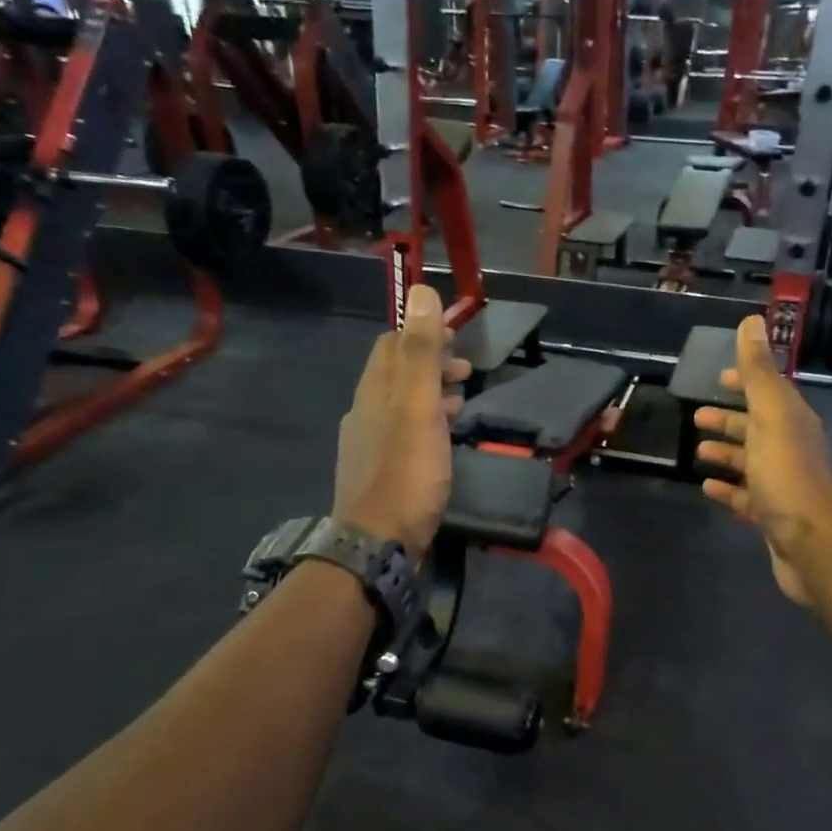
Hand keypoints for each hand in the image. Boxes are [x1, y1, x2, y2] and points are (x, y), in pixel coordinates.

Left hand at [333, 285, 470, 553]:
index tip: (457, 337)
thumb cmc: (406, 472)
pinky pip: (402, 433)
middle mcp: (364, 411)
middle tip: (467, 371)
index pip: (392, 344)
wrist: (378, 542)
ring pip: (400, 405)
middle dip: (430, 363)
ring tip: (462, 399)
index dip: (423, 332)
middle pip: (395, 373)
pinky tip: (442, 440)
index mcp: (374, 391)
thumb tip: (419, 289)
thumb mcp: (419, 407)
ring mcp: (367, 444)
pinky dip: (426, 423)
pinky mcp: (376, 472)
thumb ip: (421, 352)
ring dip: (431, 394)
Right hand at [693, 316, 831, 606]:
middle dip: (729, 420)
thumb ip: (758, 373)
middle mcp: (791, 449)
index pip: (768, 392)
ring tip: (696, 452)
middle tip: (697, 415)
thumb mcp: (771, 416)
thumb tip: (752, 320)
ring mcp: (782, 484)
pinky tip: (706, 487)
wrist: (813, 545)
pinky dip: (726, 489)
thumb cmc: (789, 476)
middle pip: (757, 427)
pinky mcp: (772, 516)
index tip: (718, 377)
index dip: (745, 382)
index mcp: (793, 422)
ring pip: (750, 462)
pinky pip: (745, 496)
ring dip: (725, 454)